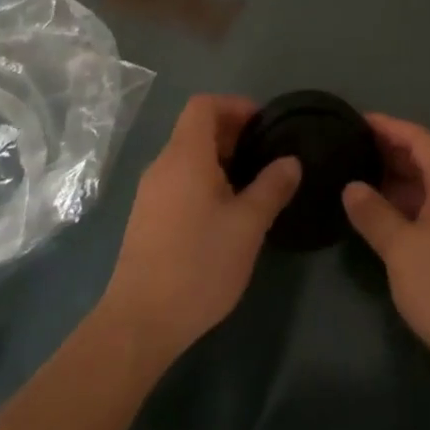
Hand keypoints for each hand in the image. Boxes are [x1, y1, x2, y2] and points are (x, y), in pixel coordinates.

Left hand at [101, 94, 299, 362]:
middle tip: (263, 156)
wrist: (138, 325)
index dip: (234, 105)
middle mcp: (163, 165)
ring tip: (248, 187)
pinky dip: (202, 181)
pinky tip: (222, 215)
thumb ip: (272, 187)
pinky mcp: (145, 220)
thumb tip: (291, 161)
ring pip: (187, 157)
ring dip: (218, 160)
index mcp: (185, 155)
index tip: (262, 126)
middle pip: (195, 129)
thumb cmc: (198, 265)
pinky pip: (178, 181)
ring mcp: (149, 194)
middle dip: (231, 134)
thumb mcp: (247, 226)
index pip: (204, 105)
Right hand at [342, 115, 429, 405]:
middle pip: (424, 157)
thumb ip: (373, 213)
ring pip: (427, 185)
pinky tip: (381, 216)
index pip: (417, 137)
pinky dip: (407, 205)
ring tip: (357, 180)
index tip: (355, 121)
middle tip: (350, 150)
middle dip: (388, 152)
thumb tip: (350, 186)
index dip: (386, 126)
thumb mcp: (401, 250)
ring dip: (396, 181)